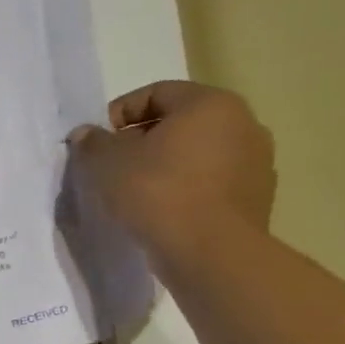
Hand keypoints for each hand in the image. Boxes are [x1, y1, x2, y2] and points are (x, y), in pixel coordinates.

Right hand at [69, 80, 275, 271]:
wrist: (210, 251)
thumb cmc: (156, 191)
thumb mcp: (106, 162)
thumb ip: (93, 142)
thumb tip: (88, 134)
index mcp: (210, 105)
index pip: (156, 92)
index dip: (119, 112)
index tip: (98, 140)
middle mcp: (243, 124)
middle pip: (180, 121)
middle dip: (141, 139)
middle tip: (112, 164)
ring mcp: (256, 161)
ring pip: (196, 151)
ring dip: (164, 163)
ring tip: (134, 189)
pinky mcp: (256, 195)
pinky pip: (210, 180)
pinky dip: (184, 186)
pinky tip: (161, 208)